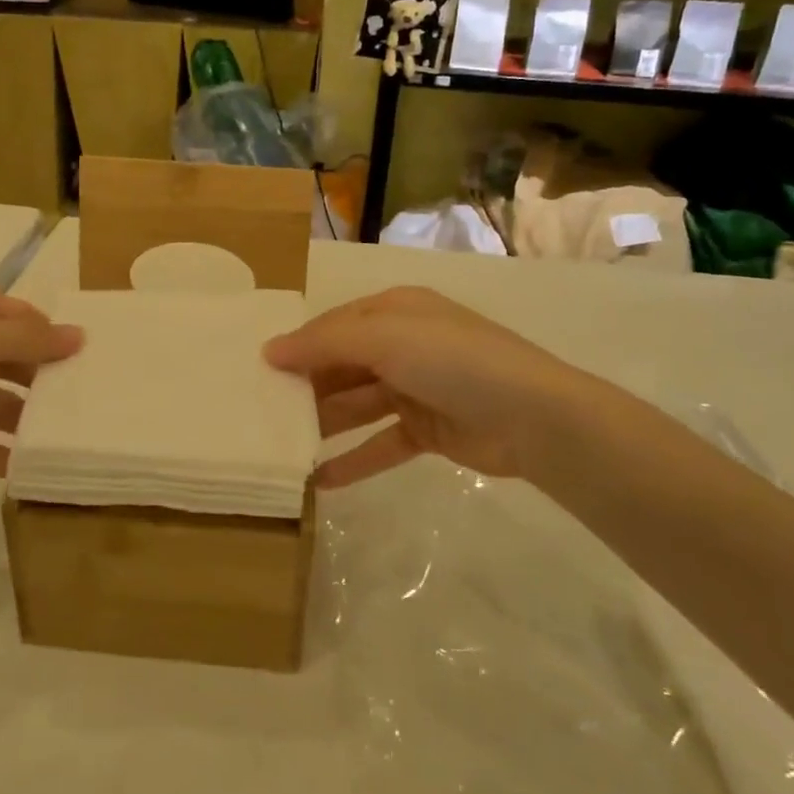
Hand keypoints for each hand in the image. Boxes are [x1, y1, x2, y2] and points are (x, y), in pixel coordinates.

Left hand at [0, 279, 81, 476]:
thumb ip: (27, 342)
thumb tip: (81, 336)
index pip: (14, 316)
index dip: (48, 335)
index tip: (86, 361)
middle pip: (3, 358)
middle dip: (37, 380)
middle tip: (79, 403)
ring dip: (16, 419)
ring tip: (56, 440)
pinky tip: (18, 468)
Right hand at [264, 286, 577, 487]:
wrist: (533, 417)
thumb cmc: (453, 361)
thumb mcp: (385, 337)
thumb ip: (324, 343)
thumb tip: (270, 349)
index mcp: (395, 311)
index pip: (334, 326)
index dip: (298, 346)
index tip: (259, 371)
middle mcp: (403, 345)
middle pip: (342, 365)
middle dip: (306, 387)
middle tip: (263, 413)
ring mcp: (416, 389)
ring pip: (357, 406)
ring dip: (324, 424)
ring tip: (282, 447)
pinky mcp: (428, 431)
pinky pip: (380, 444)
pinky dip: (354, 460)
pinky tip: (319, 481)